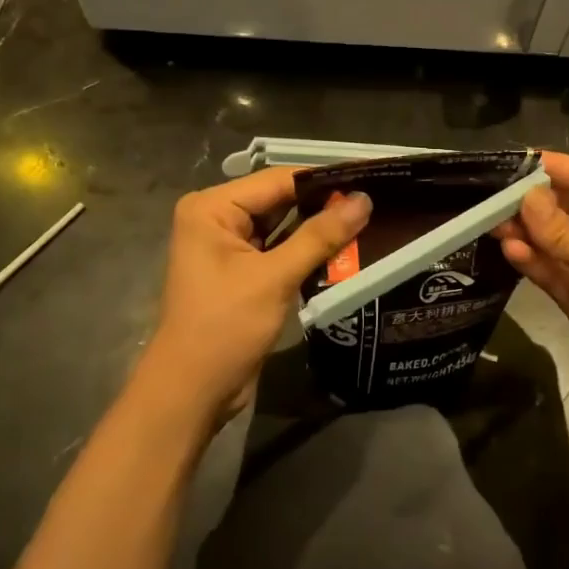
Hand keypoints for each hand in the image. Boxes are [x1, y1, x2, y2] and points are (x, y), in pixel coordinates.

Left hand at [139, 169, 370, 430]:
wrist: (192, 394)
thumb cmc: (224, 328)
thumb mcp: (274, 278)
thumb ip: (320, 236)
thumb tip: (364, 199)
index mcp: (212, 208)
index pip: (277, 180)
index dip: (324, 178)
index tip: (370, 175)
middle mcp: (217, 219)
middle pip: (281, 200)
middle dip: (325, 203)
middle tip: (376, 198)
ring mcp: (229, 247)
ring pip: (284, 226)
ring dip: (320, 228)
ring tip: (371, 218)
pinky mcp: (243, 272)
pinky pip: (281, 249)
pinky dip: (309, 250)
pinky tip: (347, 247)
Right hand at [498, 152, 568, 446]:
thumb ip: (567, 232)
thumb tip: (524, 200)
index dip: (557, 167)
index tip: (516, 160)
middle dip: (536, 201)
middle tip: (493, 196)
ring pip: (557, 240)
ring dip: (529, 231)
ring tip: (491, 223)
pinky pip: (553, 271)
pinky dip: (533, 261)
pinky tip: (510, 250)